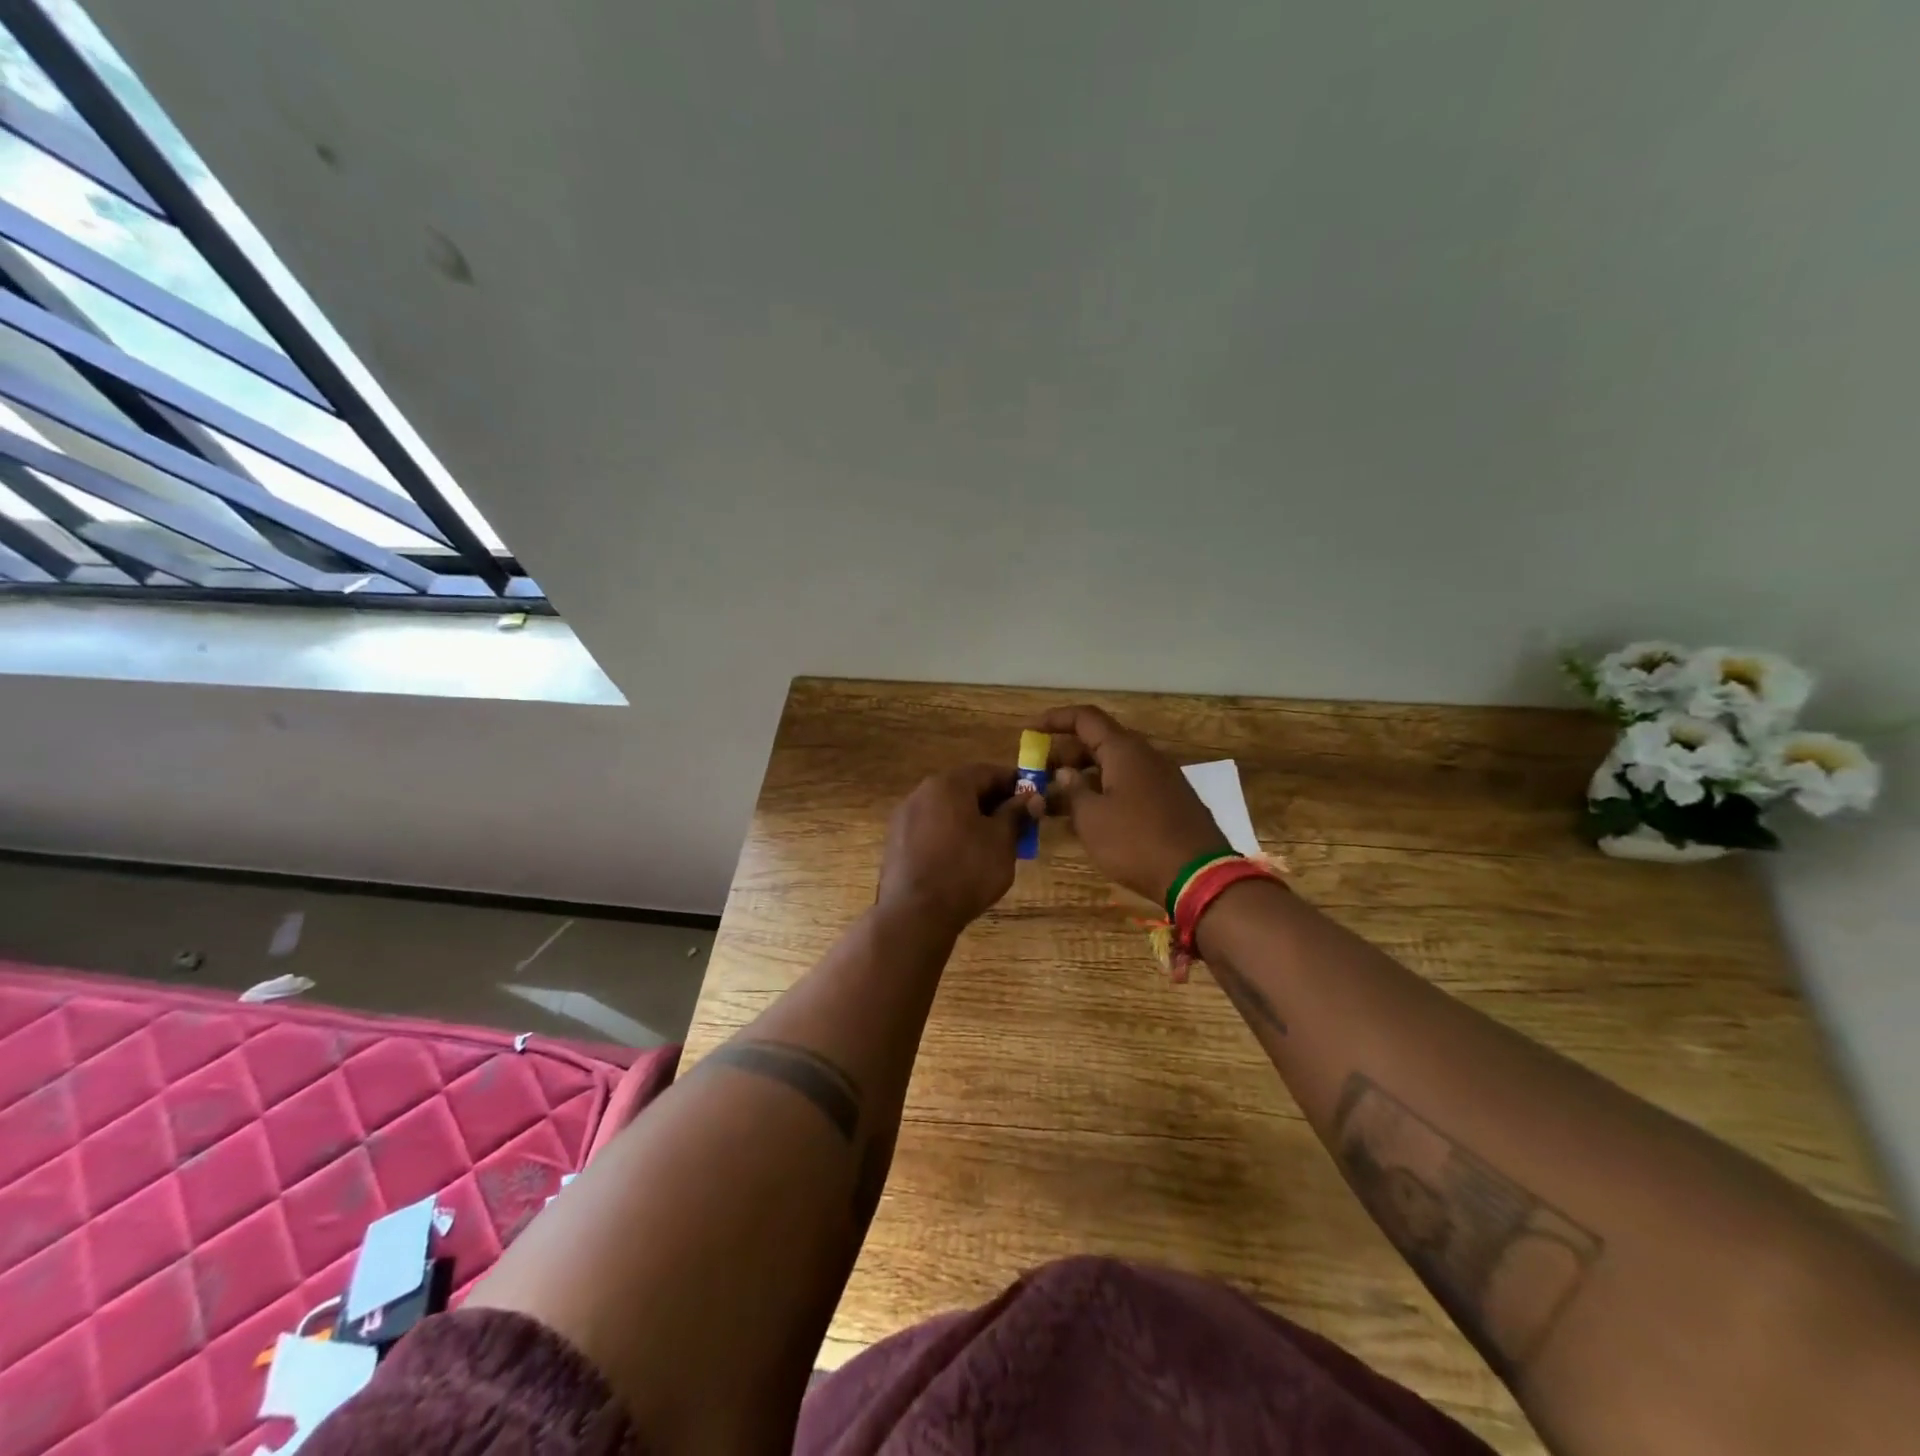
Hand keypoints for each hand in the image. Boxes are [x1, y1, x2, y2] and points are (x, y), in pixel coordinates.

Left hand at [877, 763, 1040, 933]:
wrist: (915, 913)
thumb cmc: (966, 870)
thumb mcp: (1001, 841)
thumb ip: (1016, 814)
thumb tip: (1031, 797)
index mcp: (949, 784)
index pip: (988, 772)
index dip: (1013, 784)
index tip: (1032, 800)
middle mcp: (922, 792)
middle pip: (964, 789)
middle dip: (992, 803)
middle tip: (1015, 825)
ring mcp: (904, 817)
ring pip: (946, 810)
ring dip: (971, 820)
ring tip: (992, 845)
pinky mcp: (896, 842)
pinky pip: (930, 829)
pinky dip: (950, 835)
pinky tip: (962, 859)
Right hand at [1034, 705, 1230, 904]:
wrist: (1199, 876)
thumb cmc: (1136, 842)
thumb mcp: (1091, 819)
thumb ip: (1073, 791)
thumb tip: (1066, 773)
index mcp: (1124, 750)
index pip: (1085, 718)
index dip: (1055, 719)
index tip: (1030, 730)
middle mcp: (1145, 756)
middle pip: (1099, 742)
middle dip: (1065, 755)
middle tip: (1039, 775)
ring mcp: (1162, 779)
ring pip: (1114, 766)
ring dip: (1084, 777)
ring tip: (1057, 800)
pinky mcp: (1171, 802)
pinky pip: (1130, 785)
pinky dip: (1105, 791)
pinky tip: (1090, 816)